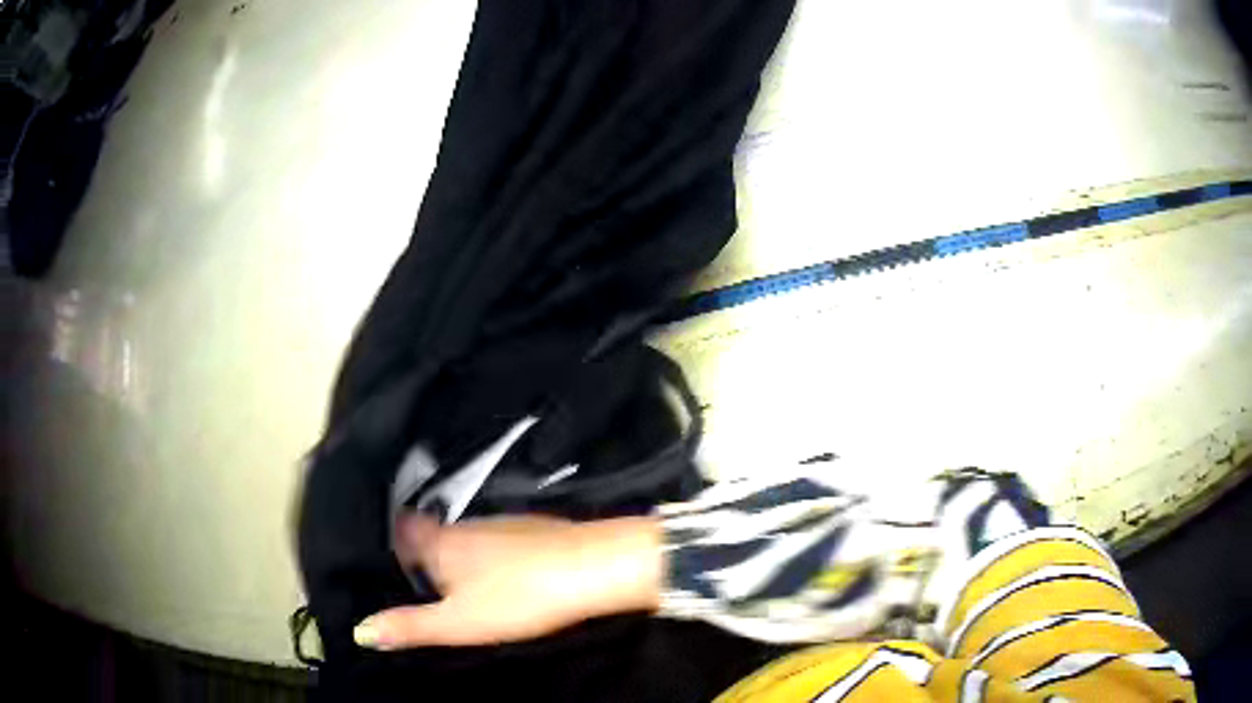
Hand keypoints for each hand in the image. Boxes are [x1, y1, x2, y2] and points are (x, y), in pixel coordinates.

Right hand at [353, 513, 661, 649]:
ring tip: (453, 578)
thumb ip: (409, 626)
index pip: (403, 528)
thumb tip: (359, 630)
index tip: (384, 554)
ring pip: (465, 536)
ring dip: (456, 552)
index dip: (391, 538)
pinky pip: (496, 539)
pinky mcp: (532, 529)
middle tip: (415, 575)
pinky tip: (501, 573)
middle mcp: (467, 526)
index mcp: (442, 543)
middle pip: (433, 532)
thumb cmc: (518, 597)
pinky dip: (488, 554)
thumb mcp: (458, 622)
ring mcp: (502, 524)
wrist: (591, 568)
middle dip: (422, 549)